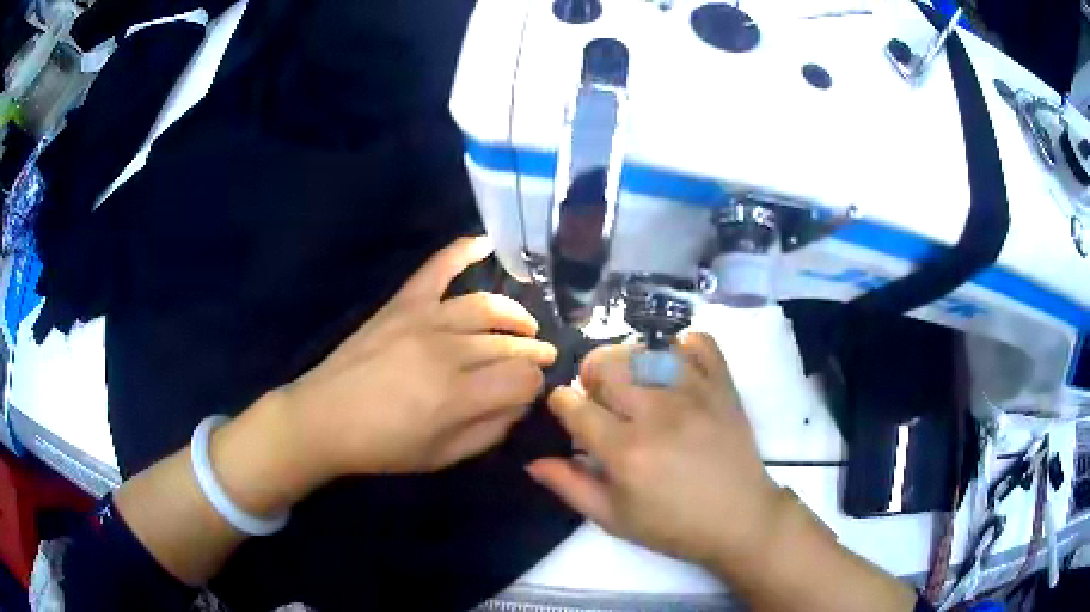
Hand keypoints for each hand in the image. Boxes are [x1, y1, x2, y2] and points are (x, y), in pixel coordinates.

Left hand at [279, 236, 556, 479]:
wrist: (324, 417)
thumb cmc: (383, 446)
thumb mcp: (442, 457)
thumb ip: (489, 432)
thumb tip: (518, 404)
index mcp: (457, 396)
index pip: (523, 378)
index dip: (535, 385)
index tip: (529, 392)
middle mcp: (447, 351)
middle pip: (509, 344)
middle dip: (534, 352)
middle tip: (542, 357)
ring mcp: (423, 319)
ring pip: (486, 307)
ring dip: (515, 315)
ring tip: (526, 326)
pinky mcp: (402, 303)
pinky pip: (437, 267)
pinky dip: (462, 250)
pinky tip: (486, 242)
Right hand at [527, 334, 786, 569]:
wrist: (740, 519)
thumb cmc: (673, 525)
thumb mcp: (614, 518)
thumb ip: (570, 486)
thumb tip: (532, 460)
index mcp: (625, 451)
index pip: (575, 405)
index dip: (562, 403)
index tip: (567, 411)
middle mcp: (657, 413)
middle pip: (607, 365)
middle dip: (591, 376)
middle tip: (600, 399)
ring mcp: (694, 393)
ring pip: (645, 350)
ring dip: (629, 361)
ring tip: (634, 384)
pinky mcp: (723, 385)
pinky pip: (698, 342)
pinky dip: (681, 346)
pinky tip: (674, 368)